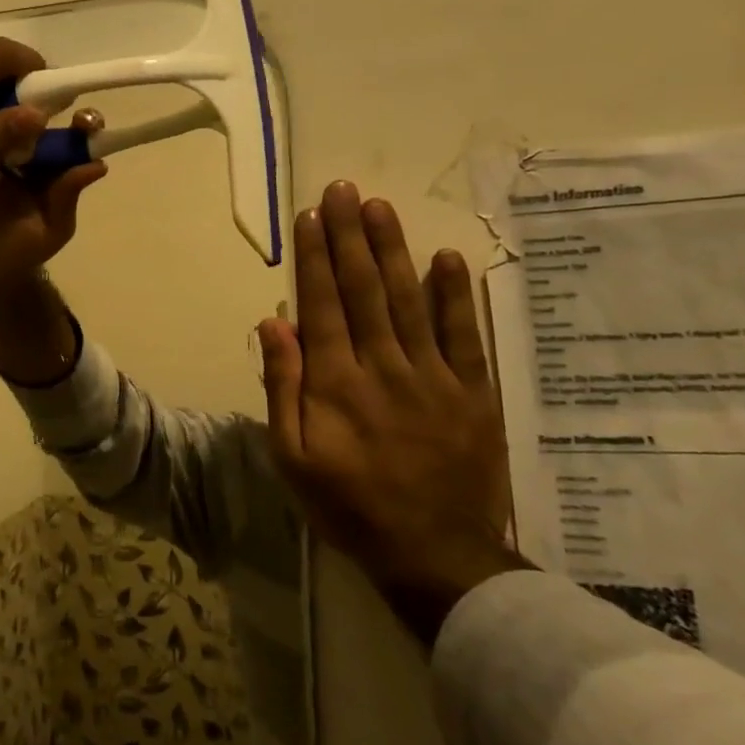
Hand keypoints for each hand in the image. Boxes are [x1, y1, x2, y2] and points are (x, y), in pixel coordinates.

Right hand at [0, 113, 107, 290]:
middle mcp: (22, 151)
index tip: (81, 119)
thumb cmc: (26, 249)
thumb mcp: (54, 227)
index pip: (68, 135)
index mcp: (50, 164)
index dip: (78, 123)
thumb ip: (68, 197)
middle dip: (32, 106)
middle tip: (30, 108)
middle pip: (30, 119)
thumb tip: (97, 164)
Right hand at [258, 182, 528, 642]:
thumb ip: (282, 387)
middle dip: (350, 235)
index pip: (321, 304)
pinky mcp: (473, 393)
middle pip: (364, 289)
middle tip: (343, 189)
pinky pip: (465, 336)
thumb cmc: (349, 506)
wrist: (434, 555)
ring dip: (393, 249)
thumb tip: (272, 324)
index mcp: (336, 382)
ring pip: (410, 300)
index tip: (309, 216)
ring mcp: (433, 377)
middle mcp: (383, 366)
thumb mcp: (292, 457)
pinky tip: (447, 258)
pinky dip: (456, 296)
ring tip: (380, 207)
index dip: (313, 257)